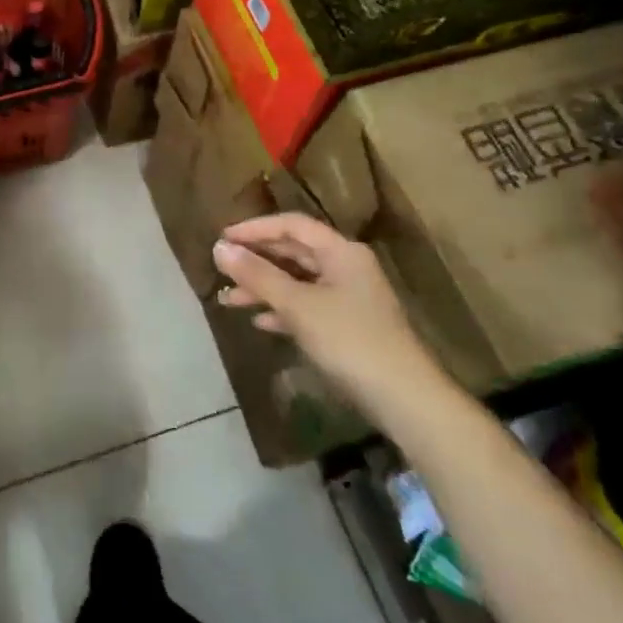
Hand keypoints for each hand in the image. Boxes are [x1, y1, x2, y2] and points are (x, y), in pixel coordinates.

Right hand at [212, 213, 451, 425]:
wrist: (402, 397)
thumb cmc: (348, 340)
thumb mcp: (297, 305)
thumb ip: (257, 275)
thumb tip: (219, 248)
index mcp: (341, 252)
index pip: (292, 226)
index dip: (255, 228)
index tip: (222, 238)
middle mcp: (346, 267)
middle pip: (294, 252)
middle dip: (256, 261)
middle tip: (220, 268)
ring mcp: (349, 297)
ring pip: (297, 282)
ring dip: (263, 288)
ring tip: (228, 301)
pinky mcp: (347, 325)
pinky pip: (307, 307)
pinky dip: (282, 310)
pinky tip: (260, 322)